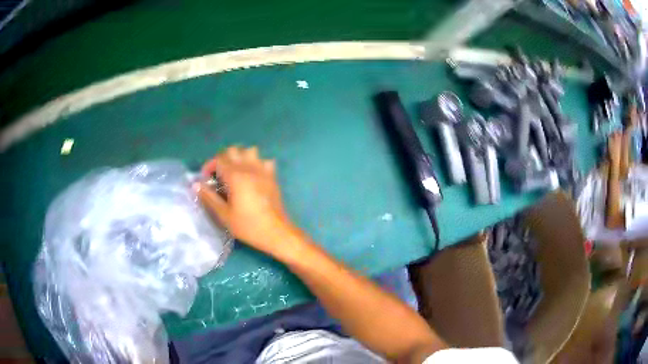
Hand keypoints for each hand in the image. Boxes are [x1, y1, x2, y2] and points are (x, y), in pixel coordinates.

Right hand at [195, 146, 297, 256]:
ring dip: (240, 157)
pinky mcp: (272, 176)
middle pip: (233, 150)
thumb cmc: (248, 226)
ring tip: (236, 172)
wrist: (276, 232)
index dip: (209, 166)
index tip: (206, 179)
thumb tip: (196, 184)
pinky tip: (253, 176)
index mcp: (235, 176)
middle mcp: (249, 168)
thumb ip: (209, 197)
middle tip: (219, 175)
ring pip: (250, 150)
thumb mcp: (224, 214)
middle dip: (223, 159)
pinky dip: (257, 163)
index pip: (219, 158)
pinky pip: (264, 160)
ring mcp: (263, 170)